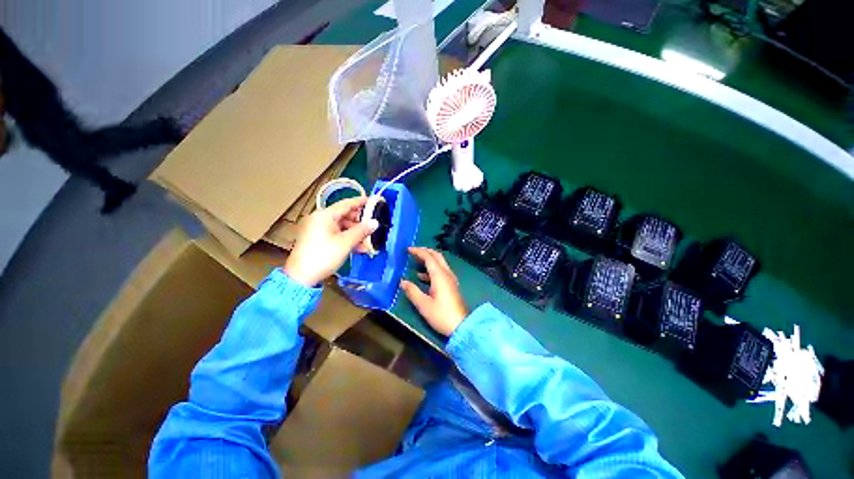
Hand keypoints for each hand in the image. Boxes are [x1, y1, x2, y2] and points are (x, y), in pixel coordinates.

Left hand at [284, 196, 377, 286]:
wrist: (301, 277)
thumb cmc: (323, 256)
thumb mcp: (345, 243)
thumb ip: (362, 231)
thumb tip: (375, 222)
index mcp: (324, 215)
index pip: (346, 204)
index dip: (361, 202)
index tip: (373, 200)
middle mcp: (320, 219)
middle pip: (345, 215)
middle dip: (360, 222)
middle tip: (374, 225)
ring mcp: (318, 229)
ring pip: (342, 226)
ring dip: (356, 233)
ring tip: (369, 241)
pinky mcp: (318, 239)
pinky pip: (336, 234)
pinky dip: (348, 238)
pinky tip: (359, 247)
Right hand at [400, 247, 467, 335]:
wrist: (461, 326)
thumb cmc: (442, 315)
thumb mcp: (423, 305)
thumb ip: (412, 291)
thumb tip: (402, 282)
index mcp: (440, 275)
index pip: (429, 257)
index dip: (418, 251)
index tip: (408, 249)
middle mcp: (447, 274)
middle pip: (437, 256)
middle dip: (425, 251)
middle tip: (413, 251)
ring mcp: (451, 279)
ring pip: (440, 263)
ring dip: (428, 259)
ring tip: (415, 261)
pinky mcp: (451, 285)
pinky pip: (441, 271)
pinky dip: (431, 269)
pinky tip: (422, 277)